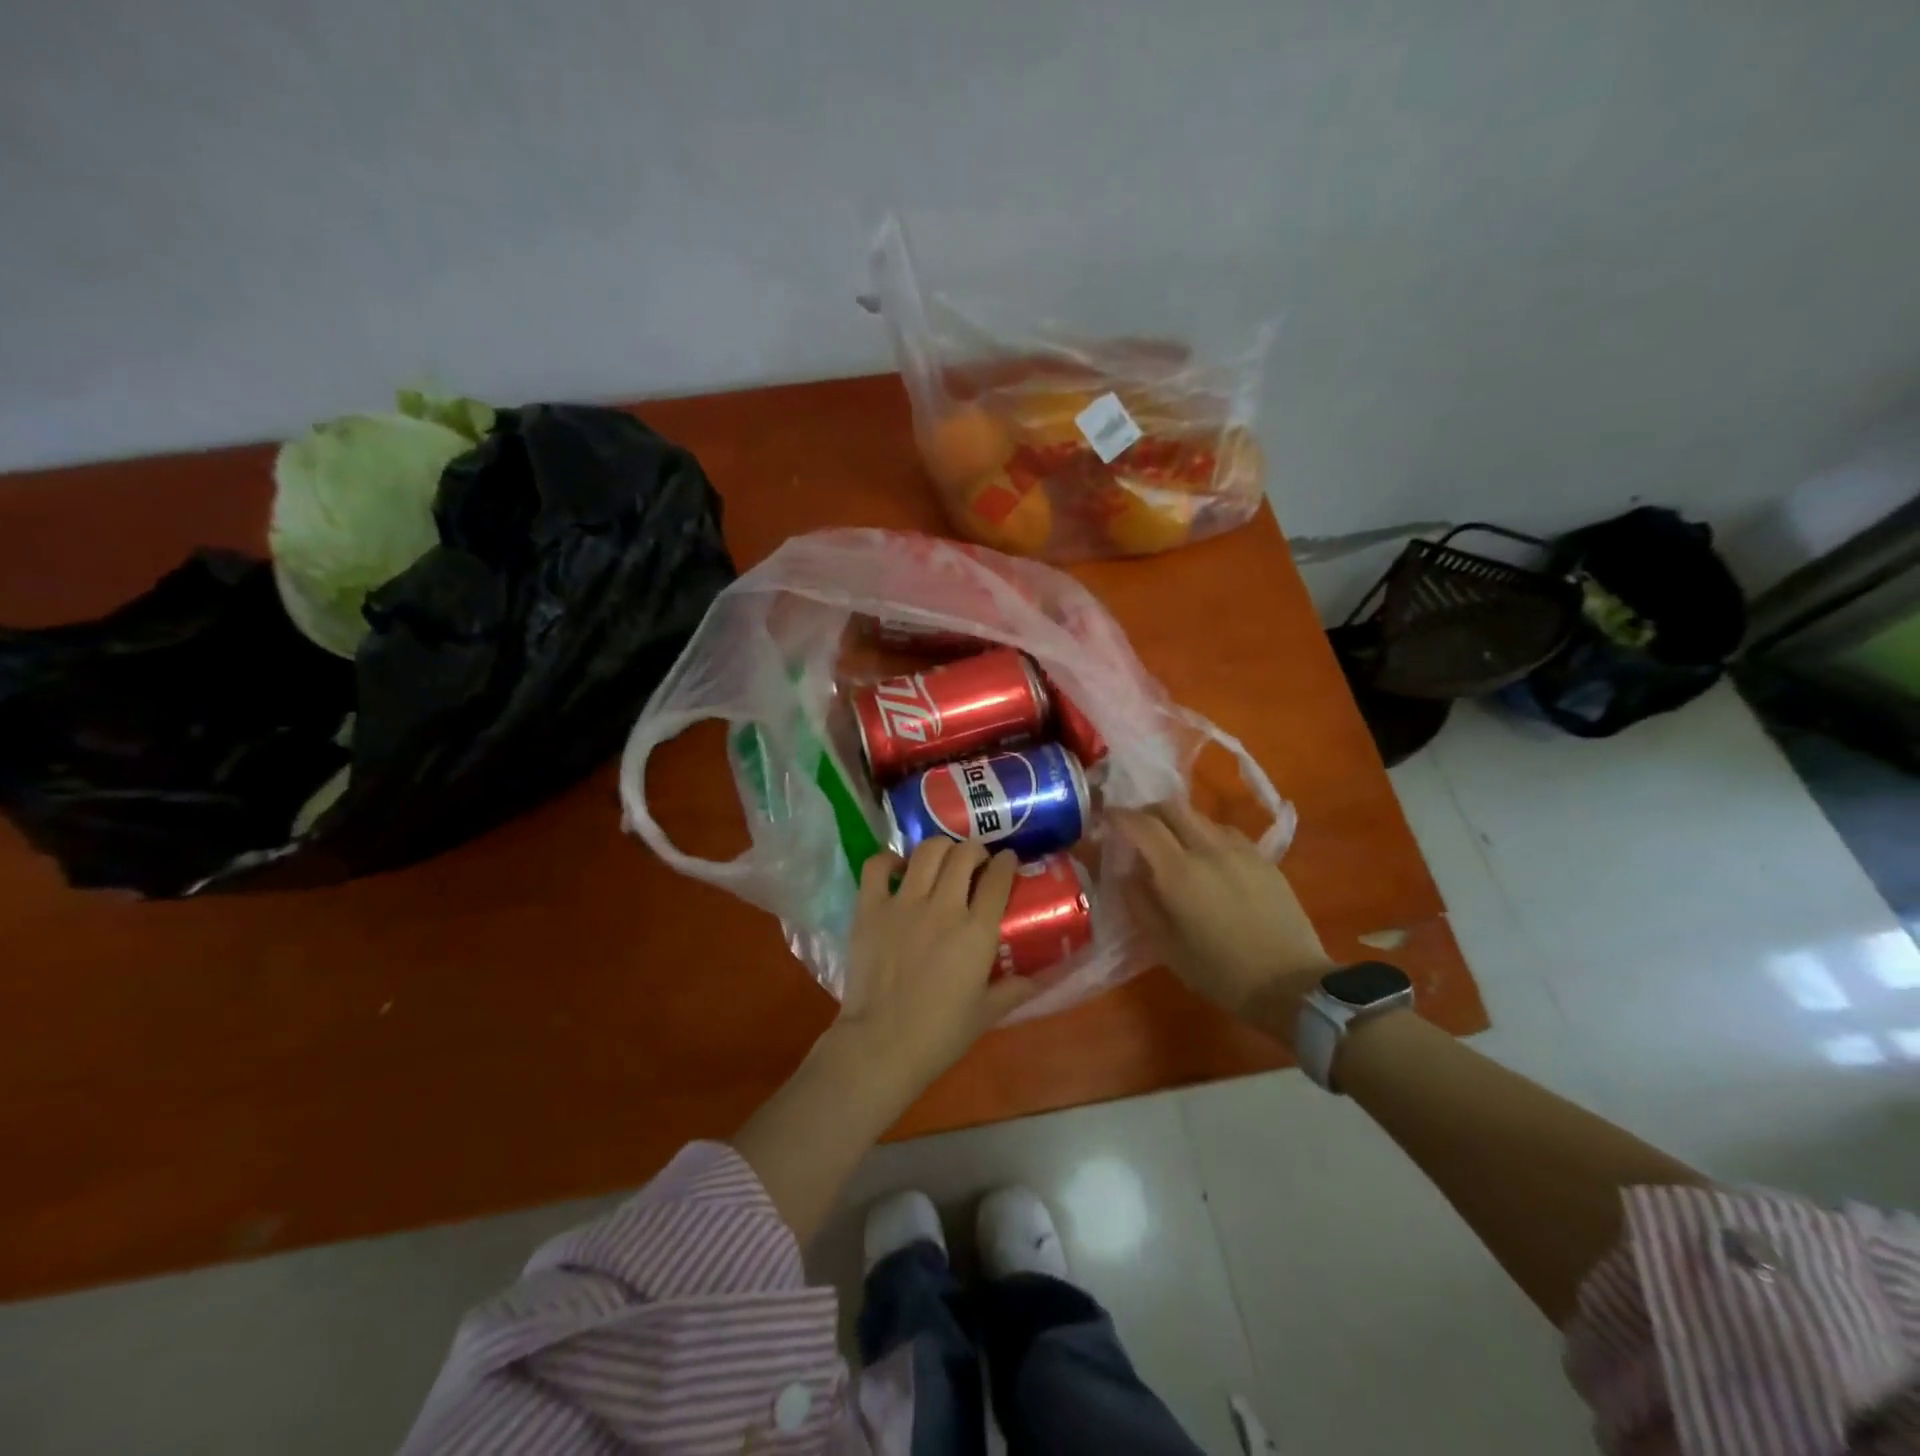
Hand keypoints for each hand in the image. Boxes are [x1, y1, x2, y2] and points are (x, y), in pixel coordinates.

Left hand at [827, 840, 1037, 1113]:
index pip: (998, 878)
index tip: (1008, 860)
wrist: (882, 1045)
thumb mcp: (986, 1013)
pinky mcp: (870, 908)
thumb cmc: (940, 1034)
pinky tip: (897, 868)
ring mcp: (903, 903)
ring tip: (943, 858)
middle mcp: (943, 906)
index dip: (1007, 863)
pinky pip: (877, 866)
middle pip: (964, 855)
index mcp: (976, 931)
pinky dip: (889, 860)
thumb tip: (1042, 978)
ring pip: (927, 852)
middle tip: (976, 860)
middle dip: (975, 850)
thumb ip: (1015, 989)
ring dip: (941, 848)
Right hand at [1113, 800, 1331, 1021]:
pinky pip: (1225, 833)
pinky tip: (1208, 859)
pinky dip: (1206, 835)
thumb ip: (1140, 903)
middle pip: (1171, 807)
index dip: (1119, 816)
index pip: (1141, 824)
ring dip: (1178, 822)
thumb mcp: (1166, 946)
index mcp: (1179, 872)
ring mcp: (1240, 850)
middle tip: (1136, 828)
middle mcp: (1208, 849)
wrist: (1291, 985)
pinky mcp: (1264, 859)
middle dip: (1147, 811)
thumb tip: (1126, 874)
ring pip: (1199, 817)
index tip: (1106, 818)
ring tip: (1172, 846)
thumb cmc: (1220, 972)